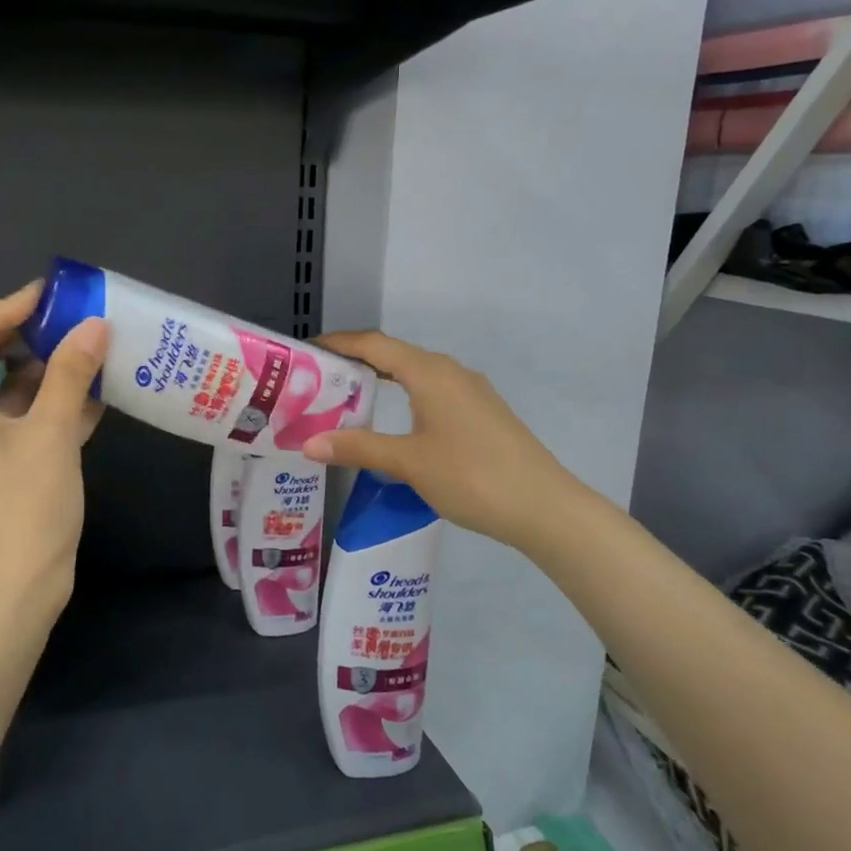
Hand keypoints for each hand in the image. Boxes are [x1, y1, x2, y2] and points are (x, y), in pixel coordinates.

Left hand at [0, 283, 108, 627]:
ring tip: (96, 355)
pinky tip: (97, 396)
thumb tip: (95, 324)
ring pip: (5, 381)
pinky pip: (19, 414)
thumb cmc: (24, 510)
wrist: (13, 594)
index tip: (56, 306)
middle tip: (81, 325)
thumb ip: (71, 374)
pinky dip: (51, 400)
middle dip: (30, 331)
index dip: (5, 304)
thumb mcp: (52, 435)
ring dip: (47, 365)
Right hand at [302, 331, 574, 553]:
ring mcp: (471, 392)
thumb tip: (307, 444)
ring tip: (348, 400)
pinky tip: (394, 423)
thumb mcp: (408, 463)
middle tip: (318, 381)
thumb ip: (358, 448)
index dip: (339, 343)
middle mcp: (450, 372)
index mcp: (430, 372)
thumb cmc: (471, 476)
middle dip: (356, 363)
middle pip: (394, 356)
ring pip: (416, 375)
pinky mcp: (482, 414)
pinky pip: (432, 393)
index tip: (306, 351)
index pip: (374, 344)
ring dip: (381, 381)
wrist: (544, 507)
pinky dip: (404, 398)